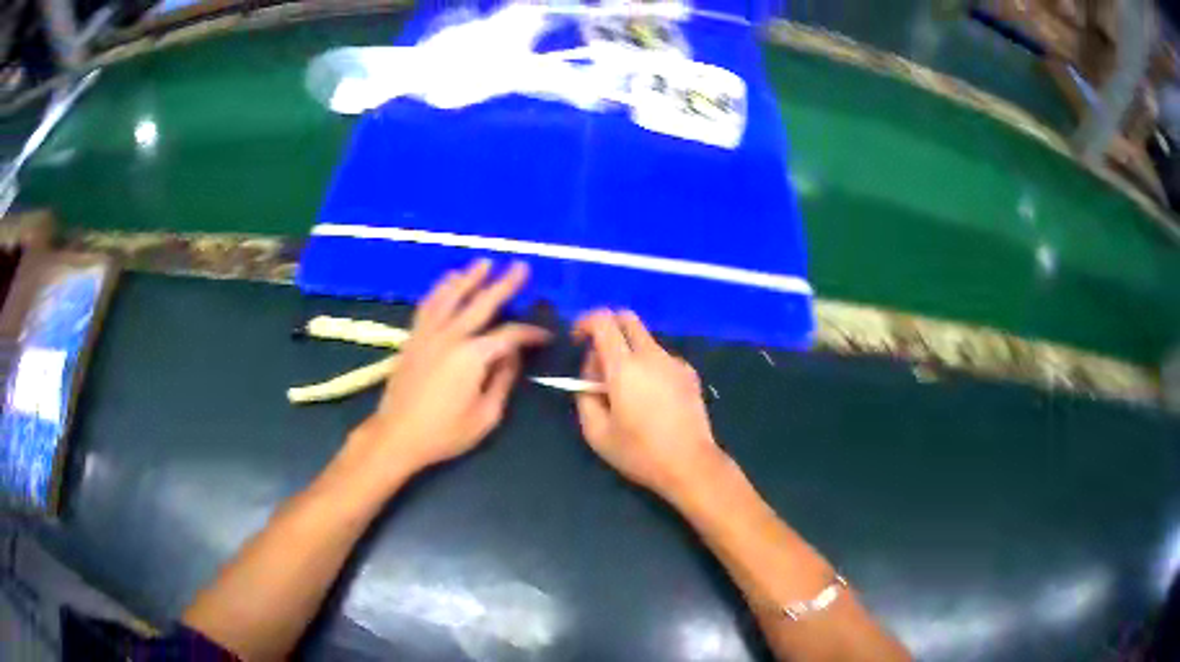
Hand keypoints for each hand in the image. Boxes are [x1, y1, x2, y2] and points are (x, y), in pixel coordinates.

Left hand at [348, 260, 549, 479]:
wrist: (397, 435)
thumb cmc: (445, 432)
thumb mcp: (486, 415)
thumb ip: (502, 380)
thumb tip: (513, 354)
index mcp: (472, 356)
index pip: (509, 335)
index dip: (530, 333)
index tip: (546, 334)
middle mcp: (451, 336)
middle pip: (482, 303)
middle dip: (504, 284)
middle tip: (521, 266)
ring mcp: (429, 334)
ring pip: (451, 296)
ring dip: (469, 277)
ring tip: (484, 262)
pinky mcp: (413, 338)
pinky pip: (428, 305)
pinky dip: (440, 289)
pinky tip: (448, 280)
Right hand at [573, 309, 725, 500]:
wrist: (690, 464)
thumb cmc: (639, 452)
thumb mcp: (596, 433)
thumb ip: (584, 397)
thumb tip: (591, 376)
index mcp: (625, 367)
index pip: (603, 320)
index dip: (585, 323)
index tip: (577, 342)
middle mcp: (651, 355)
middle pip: (626, 318)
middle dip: (607, 329)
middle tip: (600, 364)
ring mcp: (674, 362)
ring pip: (644, 340)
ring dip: (627, 352)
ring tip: (626, 392)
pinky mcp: (689, 373)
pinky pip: (661, 357)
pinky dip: (648, 366)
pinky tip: (651, 400)